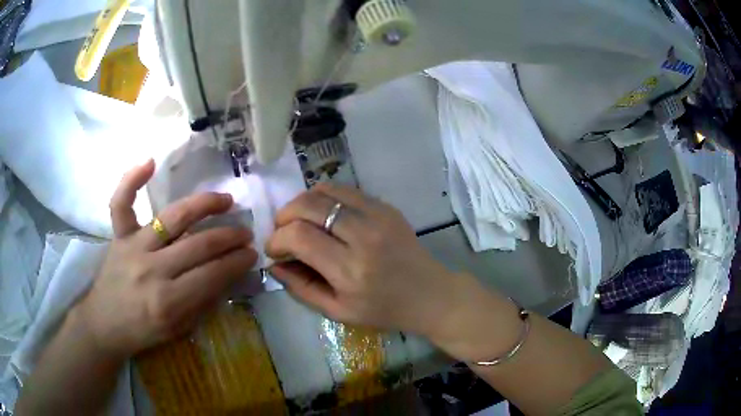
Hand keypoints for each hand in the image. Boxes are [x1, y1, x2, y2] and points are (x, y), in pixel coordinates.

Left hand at [75, 160, 257, 360]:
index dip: (237, 262)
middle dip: (229, 237)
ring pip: (173, 218)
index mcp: (169, 302)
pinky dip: (132, 180)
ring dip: (204, 205)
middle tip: (245, 233)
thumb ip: (202, 302)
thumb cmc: (143, 331)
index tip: (252, 254)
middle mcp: (152, 270)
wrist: (104, 324)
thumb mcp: (179, 329)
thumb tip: (227, 274)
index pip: (212, 275)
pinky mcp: (119, 236)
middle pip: (199, 245)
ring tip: (225, 200)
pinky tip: (150, 162)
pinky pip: (121, 203)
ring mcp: (133, 247)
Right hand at [266, 183, 463, 337]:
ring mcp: (378, 216)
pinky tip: (323, 214)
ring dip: (303, 202)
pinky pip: (345, 190)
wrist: (429, 294)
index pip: (300, 236)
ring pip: (326, 191)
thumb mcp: (338, 311)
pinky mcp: (386, 207)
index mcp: (350, 270)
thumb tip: (273, 264)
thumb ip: (301, 288)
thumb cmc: (383, 310)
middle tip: (282, 230)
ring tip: (299, 220)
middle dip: (285, 215)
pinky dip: (325, 197)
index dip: (277, 239)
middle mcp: (363, 236)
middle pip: (309, 206)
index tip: (274, 249)